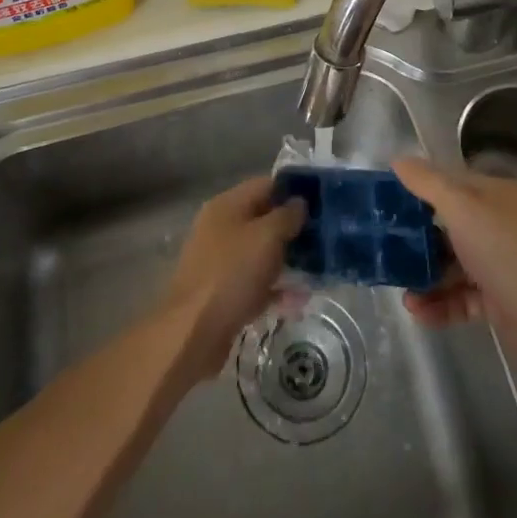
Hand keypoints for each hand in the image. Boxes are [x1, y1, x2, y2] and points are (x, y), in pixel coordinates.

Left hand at [157, 177, 305, 387]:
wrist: (193, 333)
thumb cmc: (232, 273)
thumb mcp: (267, 237)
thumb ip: (287, 216)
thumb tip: (299, 202)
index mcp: (227, 205)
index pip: (265, 185)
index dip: (293, 191)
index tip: (321, 203)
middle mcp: (220, 228)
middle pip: (263, 219)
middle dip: (292, 228)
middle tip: (323, 238)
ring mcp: (220, 262)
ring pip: (260, 253)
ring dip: (286, 260)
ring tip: (317, 269)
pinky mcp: (223, 293)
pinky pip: (255, 283)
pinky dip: (275, 289)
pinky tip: (299, 301)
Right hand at [393, 158, 516, 360]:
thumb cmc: (506, 251)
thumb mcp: (462, 208)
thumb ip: (427, 183)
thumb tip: (398, 159)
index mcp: (495, 194)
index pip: (450, 183)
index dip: (418, 189)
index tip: (386, 202)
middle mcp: (499, 223)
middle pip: (449, 225)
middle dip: (418, 240)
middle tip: (387, 250)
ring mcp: (500, 262)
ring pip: (453, 264)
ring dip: (426, 277)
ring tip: (402, 293)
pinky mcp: (499, 299)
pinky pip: (461, 297)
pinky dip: (440, 303)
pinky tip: (418, 312)